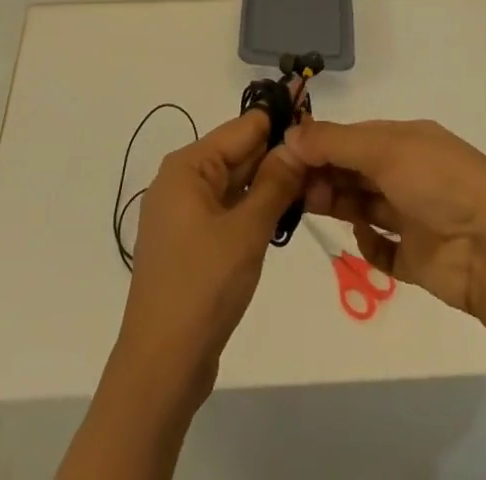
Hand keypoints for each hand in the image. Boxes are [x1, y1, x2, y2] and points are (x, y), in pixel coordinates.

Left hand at [116, 109, 306, 383]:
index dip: (278, 122)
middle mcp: (181, 181)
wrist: (161, 365)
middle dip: (277, 154)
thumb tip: (297, 144)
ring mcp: (183, 214)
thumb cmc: (203, 286)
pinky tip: (284, 214)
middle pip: (236, 154)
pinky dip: (253, 209)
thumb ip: (274, 184)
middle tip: (323, 157)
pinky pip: (227, 210)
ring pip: (234, 184)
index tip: (316, 120)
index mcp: (187, 166)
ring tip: (313, 181)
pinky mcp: (190, 243)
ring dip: (268, 184)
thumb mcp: (247, 231)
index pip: (241, 128)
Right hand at [284, 118, 485, 316]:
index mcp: (405, 140)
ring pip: (361, 204)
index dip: (320, 143)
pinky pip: (380, 246)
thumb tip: (289, 134)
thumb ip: (334, 143)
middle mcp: (407, 173)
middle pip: (353, 170)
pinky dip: (367, 242)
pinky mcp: (415, 257)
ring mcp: (412, 216)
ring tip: (311, 206)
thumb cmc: (440, 184)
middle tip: (291, 184)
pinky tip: (363, 237)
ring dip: (336, 202)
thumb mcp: (385, 150)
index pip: (352, 137)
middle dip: (322, 173)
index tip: (285, 153)